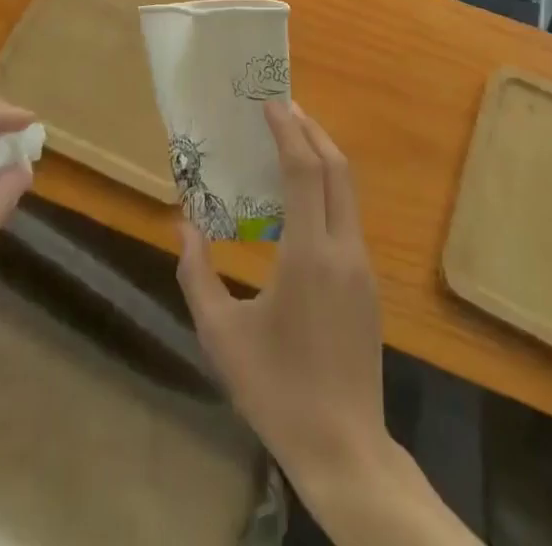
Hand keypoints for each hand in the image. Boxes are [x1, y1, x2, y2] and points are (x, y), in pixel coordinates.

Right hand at [176, 102, 385, 482]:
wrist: (344, 448)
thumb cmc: (276, 390)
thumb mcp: (221, 336)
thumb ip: (197, 273)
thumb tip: (182, 223)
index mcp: (309, 254)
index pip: (304, 170)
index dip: (287, 131)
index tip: (269, 103)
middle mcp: (343, 248)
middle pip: (337, 168)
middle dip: (311, 130)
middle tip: (283, 108)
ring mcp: (362, 265)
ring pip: (348, 190)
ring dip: (322, 156)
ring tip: (291, 140)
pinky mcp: (368, 283)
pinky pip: (349, 215)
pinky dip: (328, 187)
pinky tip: (302, 198)